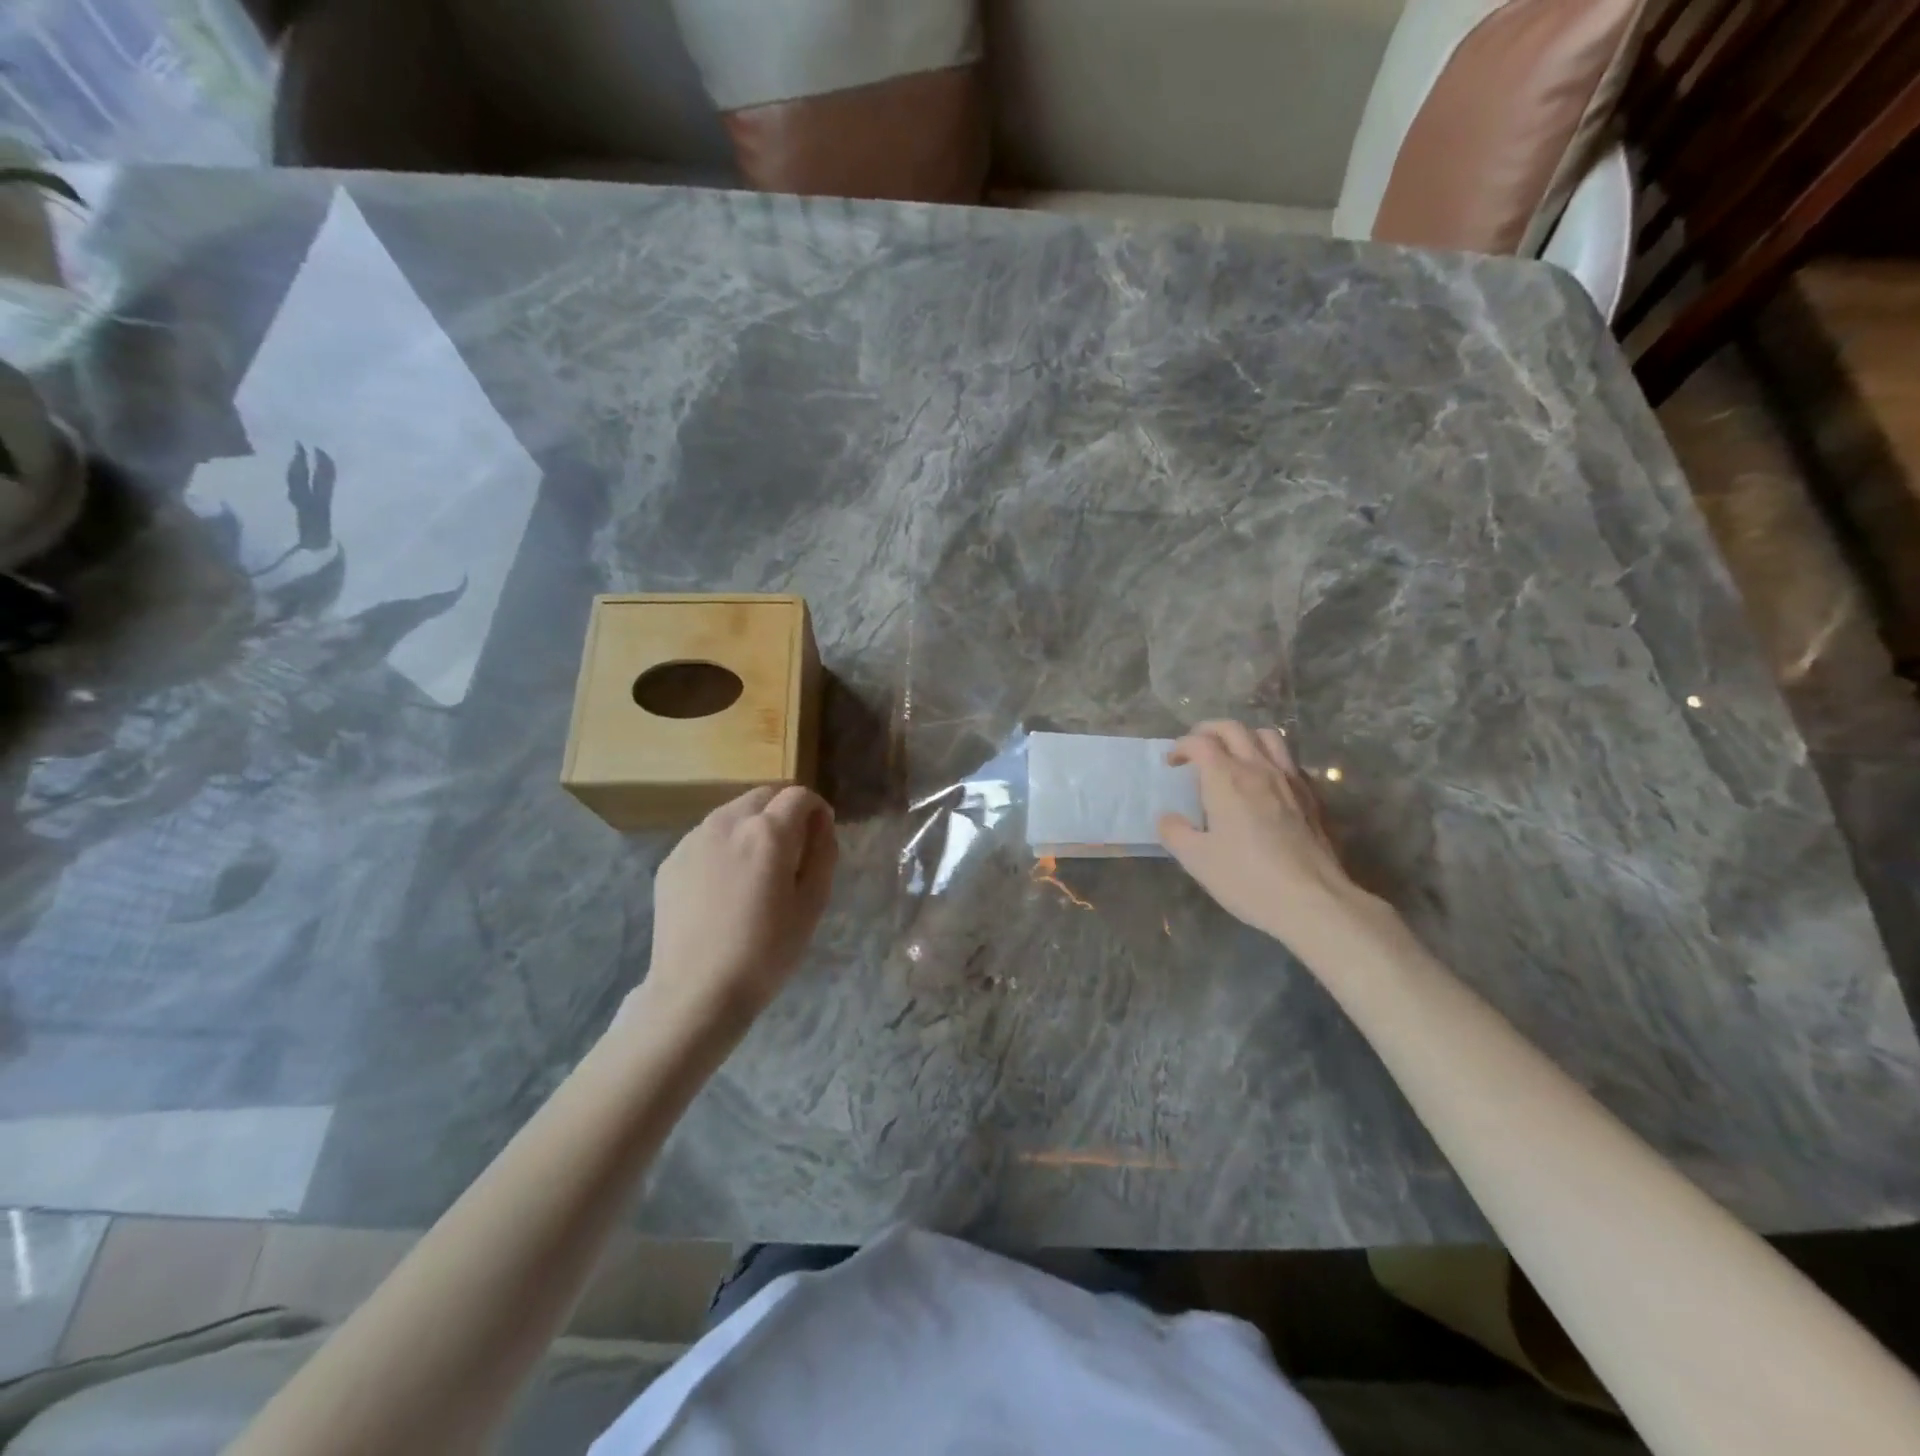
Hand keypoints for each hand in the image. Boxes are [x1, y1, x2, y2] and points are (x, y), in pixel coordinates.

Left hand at [646, 785, 837, 1027]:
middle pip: (764, 796)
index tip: (820, 838)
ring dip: (753, 826)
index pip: (800, 796)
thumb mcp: (812, 904)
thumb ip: (823, 853)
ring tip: (756, 870)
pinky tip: (725, 887)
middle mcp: (728, 822)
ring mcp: (693, 839)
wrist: (696, 992)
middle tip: (791, 853)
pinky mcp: (671, 860)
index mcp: (768, 832)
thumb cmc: (766, 952)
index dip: (817, 811)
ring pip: (733, 813)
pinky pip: (707, 837)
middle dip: (784, 812)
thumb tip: (821, 824)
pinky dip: (724, 846)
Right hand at [1158, 721, 1384, 947]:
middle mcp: (1258, 769)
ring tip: (1232, 755)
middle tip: (1196, 748)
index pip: (1200, 742)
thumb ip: (1174, 832)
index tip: (1172, 763)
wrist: (1312, 900)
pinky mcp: (1311, 797)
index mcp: (1226, 778)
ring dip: (1244, 737)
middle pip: (1233, 728)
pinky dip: (1270, 758)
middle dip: (1208, 731)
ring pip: (1267, 736)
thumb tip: (1167, 818)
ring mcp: (1290, 780)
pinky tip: (1265, 782)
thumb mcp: (1196, 860)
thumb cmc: (1247, 878)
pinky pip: (1289, 760)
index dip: (1181, 746)